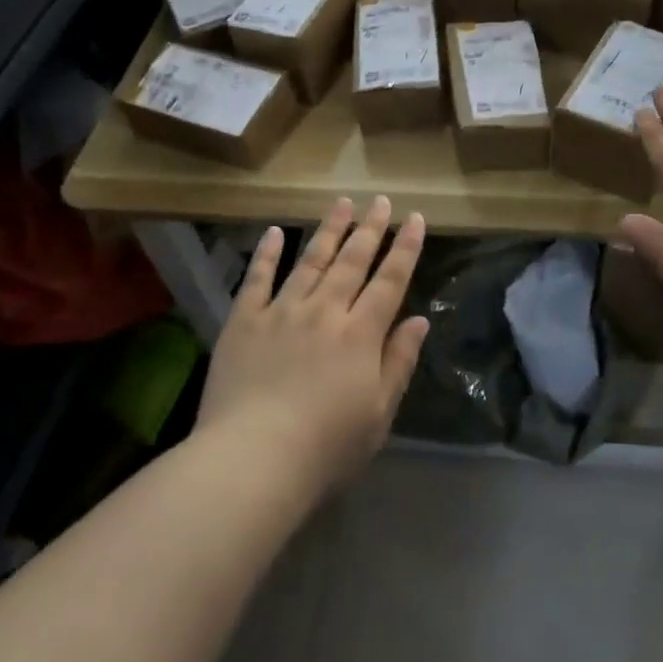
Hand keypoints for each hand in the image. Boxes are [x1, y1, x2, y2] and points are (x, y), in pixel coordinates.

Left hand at [197, 196, 428, 491]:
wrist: (252, 461)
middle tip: (381, 200)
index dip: (405, 248)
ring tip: (342, 203)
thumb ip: (399, 362)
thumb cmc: (326, 448)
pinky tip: (275, 232)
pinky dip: (267, 254)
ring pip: (311, 261)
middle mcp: (324, 311)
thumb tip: (419, 320)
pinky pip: (257, 279)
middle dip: (370, 228)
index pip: (390, 281)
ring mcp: (281, 312)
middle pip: (352, 261)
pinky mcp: (243, 322)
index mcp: (360, 334)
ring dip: (328, 230)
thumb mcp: (378, 414)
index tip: (415, 218)